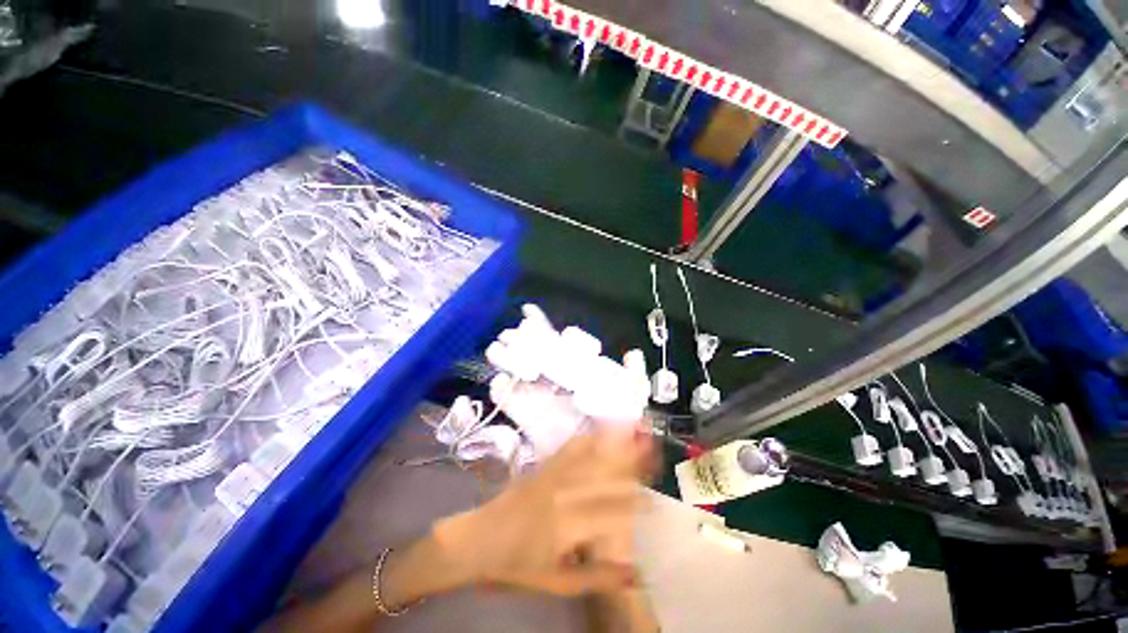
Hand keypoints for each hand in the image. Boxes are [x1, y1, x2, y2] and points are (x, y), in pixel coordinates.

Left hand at [433, 426, 654, 595]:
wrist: (478, 539)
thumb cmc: (516, 566)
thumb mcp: (556, 583)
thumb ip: (597, 577)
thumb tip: (636, 573)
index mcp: (569, 524)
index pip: (612, 510)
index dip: (636, 504)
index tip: (655, 502)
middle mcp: (564, 492)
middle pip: (605, 472)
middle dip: (632, 460)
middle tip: (653, 450)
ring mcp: (553, 474)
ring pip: (591, 454)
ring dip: (614, 441)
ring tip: (633, 429)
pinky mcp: (544, 465)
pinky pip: (570, 447)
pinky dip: (589, 437)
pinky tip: (600, 430)